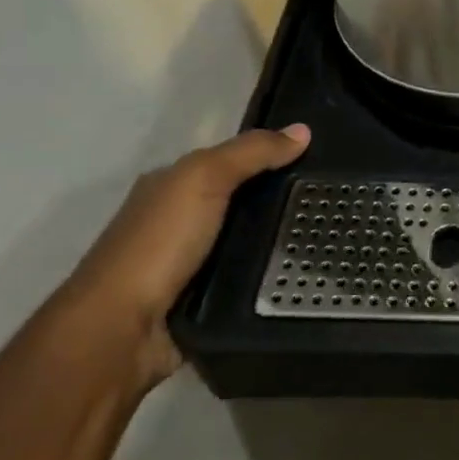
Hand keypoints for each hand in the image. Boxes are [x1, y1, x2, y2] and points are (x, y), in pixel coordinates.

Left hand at [61, 125, 310, 384]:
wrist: (123, 329)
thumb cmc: (159, 243)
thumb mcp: (204, 178)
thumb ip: (251, 152)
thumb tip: (303, 130)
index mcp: (171, 185)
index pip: (230, 161)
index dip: (270, 155)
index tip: (319, 157)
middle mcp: (178, 221)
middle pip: (242, 201)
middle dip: (282, 199)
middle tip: (335, 197)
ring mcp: (190, 263)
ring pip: (248, 240)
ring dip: (280, 239)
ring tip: (333, 235)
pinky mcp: (204, 299)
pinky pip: (248, 276)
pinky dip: (270, 273)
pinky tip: (302, 270)